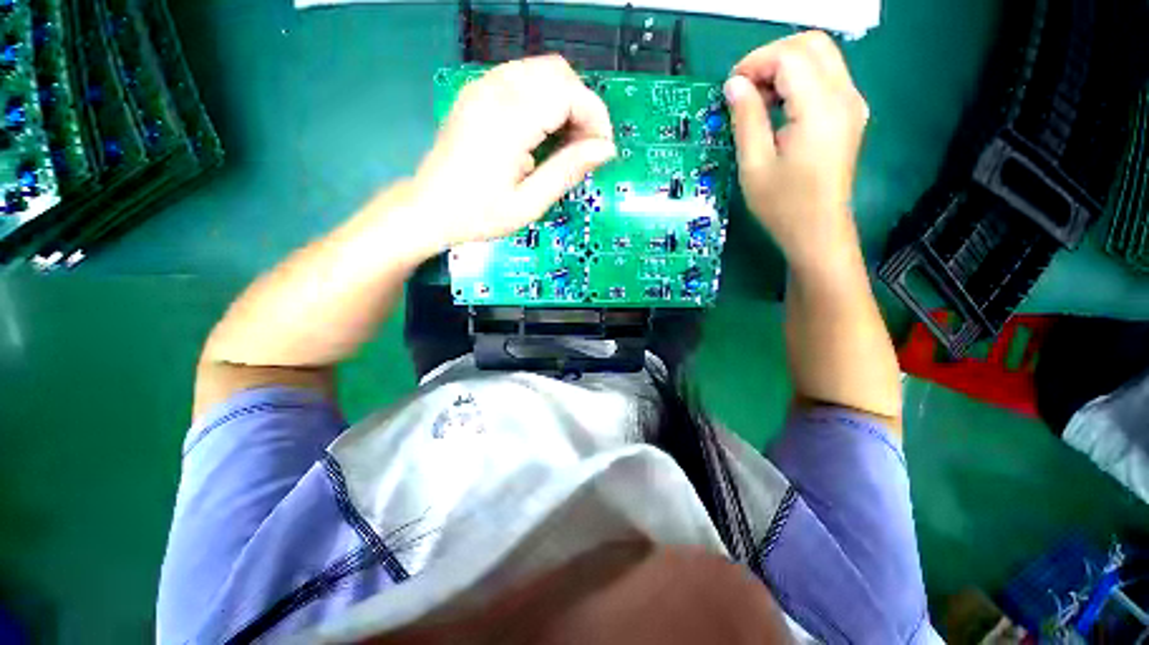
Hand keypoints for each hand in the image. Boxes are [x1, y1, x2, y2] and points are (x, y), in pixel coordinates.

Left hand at [411, 56, 615, 252]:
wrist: (428, 208)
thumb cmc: (477, 215)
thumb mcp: (528, 204)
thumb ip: (567, 172)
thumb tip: (605, 150)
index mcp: (508, 121)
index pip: (568, 93)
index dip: (595, 118)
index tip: (601, 152)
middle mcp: (495, 91)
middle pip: (558, 72)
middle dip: (583, 107)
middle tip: (585, 149)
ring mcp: (483, 86)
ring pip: (542, 71)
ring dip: (565, 101)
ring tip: (566, 143)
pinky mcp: (478, 91)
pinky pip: (523, 77)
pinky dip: (545, 98)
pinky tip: (543, 131)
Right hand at [724, 31, 868, 269]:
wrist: (818, 231)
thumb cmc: (782, 206)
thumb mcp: (754, 165)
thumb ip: (746, 118)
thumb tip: (733, 86)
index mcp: (819, 109)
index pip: (790, 57)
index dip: (755, 63)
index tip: (730, 88)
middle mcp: (844, 97)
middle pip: (812, 44)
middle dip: (772, 57)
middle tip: (744, 89)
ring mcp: (852, 104)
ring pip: (821, 57)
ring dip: (785, 67)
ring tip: (757, 101)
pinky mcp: (850, 114)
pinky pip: (826, 77)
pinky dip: (799, 80)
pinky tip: (779, 107)